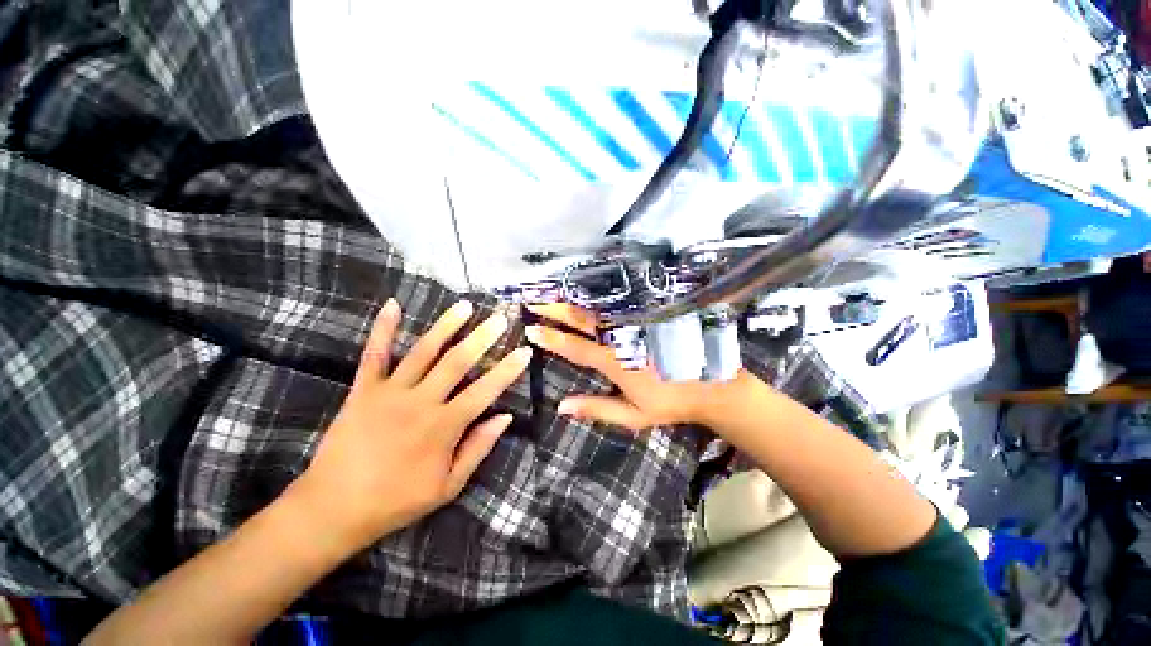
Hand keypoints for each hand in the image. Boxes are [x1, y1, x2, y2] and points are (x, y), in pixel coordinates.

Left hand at [293, 299, 531, 550]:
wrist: (334, 508)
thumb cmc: (397, 500)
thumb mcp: (448, 486)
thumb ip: (478, 448)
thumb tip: (505, 417)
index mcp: (443, 426)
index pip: (485, 390)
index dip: (508, 370)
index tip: (524, 351)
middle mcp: (421, 402)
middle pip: (458, 362)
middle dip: (482, 337)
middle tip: (499, 317)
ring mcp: (390, 392)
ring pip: (424, 351)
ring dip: (446, 326)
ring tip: (464, 306)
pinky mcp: (363, 390)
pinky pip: (375, 354)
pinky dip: (383, 328)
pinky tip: (393, 305)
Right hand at [525, 304, 744, 430]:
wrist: (711, 385)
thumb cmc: (670, 403)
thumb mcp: (633, 415)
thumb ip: (597, 408)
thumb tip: (561, 406)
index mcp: (616, 363)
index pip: (575, 348)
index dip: (551, 338)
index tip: (530, 328)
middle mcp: (622, 338)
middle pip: (583, 321)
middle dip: (556, 310)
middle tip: (534, 301)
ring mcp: (636, 325)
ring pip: (599, 309)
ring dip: (575, 300)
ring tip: (554, 292)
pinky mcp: (648, 318)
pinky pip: (619, 305)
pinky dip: (600, 299)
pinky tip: (588, 293)